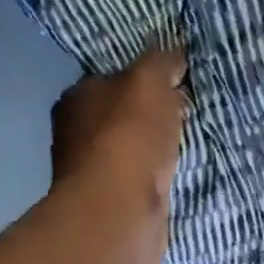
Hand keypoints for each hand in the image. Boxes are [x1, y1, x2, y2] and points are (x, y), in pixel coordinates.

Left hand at [50, 47, 187, 263]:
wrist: (120, 211)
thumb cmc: (129, 138)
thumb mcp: (149, 82)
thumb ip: (161, 62)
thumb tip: (173, 53)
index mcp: (77, 97)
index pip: (113, 78)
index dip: (145, 78)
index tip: (176, 82)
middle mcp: (77, 132)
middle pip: (121, 114)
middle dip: (151, 114)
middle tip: (186, 113)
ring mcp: (92, 171)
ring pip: (131, 148)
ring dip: (154, 147)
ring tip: (186, 143)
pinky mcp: (110, 202)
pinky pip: (139, 178)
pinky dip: (155, 175)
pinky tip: (174, 175)